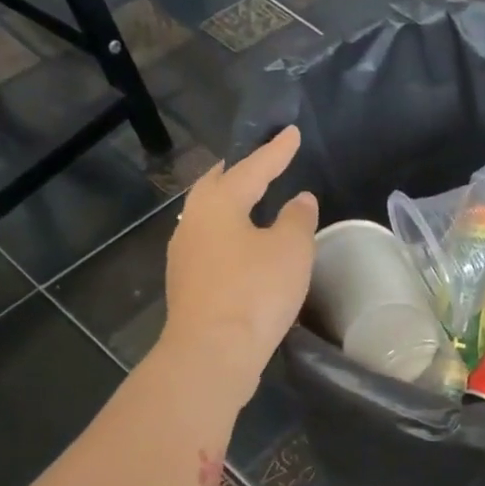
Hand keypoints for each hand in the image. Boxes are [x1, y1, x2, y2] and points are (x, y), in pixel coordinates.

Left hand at [160, 126, 317, 389]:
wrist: (212, 352)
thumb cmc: (255, 292)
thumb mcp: (290, 250)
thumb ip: (297, 218)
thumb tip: (299, 200)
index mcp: (217, 203)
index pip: (251, 168)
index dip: (276, 151)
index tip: (292, 133)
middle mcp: (193, 222)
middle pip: (217, 186)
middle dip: (240, 172)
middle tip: (261, 162)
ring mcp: (184, 255)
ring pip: (209, 217)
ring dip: (231, 205)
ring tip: (253, 202)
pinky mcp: (187, 284)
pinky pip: (210, 245)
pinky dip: (229, 235)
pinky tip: (242, 247)